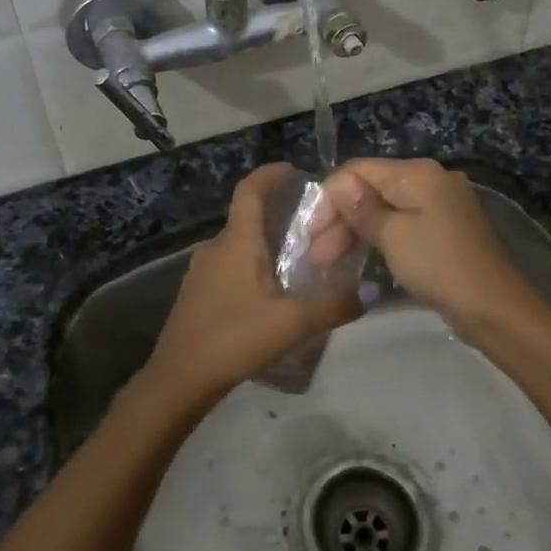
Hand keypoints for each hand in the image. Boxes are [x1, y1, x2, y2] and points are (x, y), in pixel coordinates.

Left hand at [144, 163, 362, 403]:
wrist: (178, 379)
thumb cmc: (233, 339)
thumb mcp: (290, 324)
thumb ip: (333, 306)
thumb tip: (373, 291)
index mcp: (237, 241)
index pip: (251, 189)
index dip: (272, 174)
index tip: (297, 171)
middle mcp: (216, 246)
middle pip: (247, 215)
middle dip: (278, 212)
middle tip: (314, 225)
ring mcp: (202, 270)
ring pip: (238, 243)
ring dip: (265, 242)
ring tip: (298, 260)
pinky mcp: (197, 292)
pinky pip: (229, 264)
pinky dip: (251, 264)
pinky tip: (270, 292)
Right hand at [310, 158, 539, 329]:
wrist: (494, 308)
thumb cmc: (439, 266)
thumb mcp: (393, 236)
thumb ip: (362, 208)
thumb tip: (340, 185)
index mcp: (418, 173)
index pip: (359, 170)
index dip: (330, 198)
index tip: (310, 234)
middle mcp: (430, 179)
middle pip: (372, 189)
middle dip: (340, 219)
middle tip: (317, 256)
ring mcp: (440, 204)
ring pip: (385, 208)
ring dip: (355, 231)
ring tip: (329, 262)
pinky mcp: (444, 228)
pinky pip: (402, 223)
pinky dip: (378, 237)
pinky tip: (359, 256)